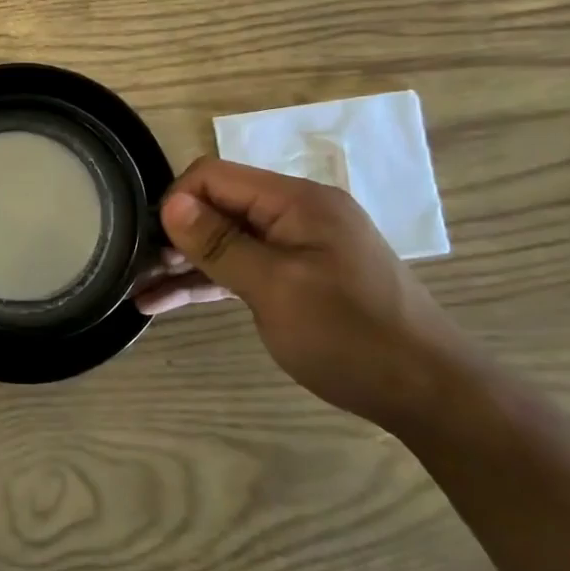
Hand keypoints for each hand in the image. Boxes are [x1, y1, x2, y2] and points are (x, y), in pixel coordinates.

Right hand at [136, 158, 479, 435]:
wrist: (430, 394)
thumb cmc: (351, 336)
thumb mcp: (276, 288)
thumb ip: (221, 244)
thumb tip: (171, 203)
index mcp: (296, 201)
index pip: (216, 176)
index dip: (178, 202)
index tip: (154, 243)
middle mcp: (296, 213)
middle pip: (219, 206)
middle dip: (176, 234)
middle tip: (140, 270)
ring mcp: (298, 246)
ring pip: (227, 242)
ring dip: (186, 264)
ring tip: (140, 289)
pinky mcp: (299, 277)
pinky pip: (244, 268)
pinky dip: (210, 283)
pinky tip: (167, 302)